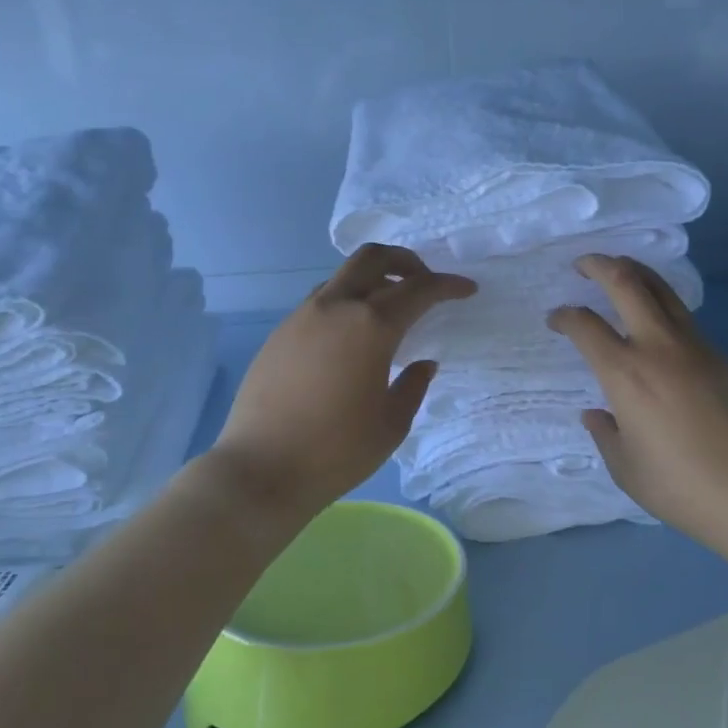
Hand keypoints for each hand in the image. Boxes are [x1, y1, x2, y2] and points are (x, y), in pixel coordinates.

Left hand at [207, 244, 475, 519]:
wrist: (260, 470)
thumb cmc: (336, 451)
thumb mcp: (391, 423)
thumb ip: (413, 385)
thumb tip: (422, 363)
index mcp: (371, 326)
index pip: (419, 289)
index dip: (448, 285)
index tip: (466, 290)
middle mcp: (335, 307)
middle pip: (373, 257)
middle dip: (406, 261)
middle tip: (424, 284)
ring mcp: (302, 316)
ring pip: (343, 276)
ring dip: (372, 280)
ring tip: (388, 310)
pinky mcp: (280, 333)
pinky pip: (321, 301)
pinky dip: (346, 302)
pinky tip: (352, 337)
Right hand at [548, 255, 727, 537]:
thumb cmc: (680, 484)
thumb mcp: (626, 467)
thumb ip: (605, 434)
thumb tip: (597, 414)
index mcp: (624, 372)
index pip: (585, 325)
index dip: (564, 315)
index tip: (555, 318)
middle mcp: (657, 346)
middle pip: (626, 282)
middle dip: (599, 265)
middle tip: (584, 264)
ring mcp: (693, 345)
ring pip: (661, 289)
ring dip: (635, 272)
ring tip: (619, 271)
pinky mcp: (719, 354)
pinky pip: (683, 314)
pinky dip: (661, 302)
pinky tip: (655, 316)